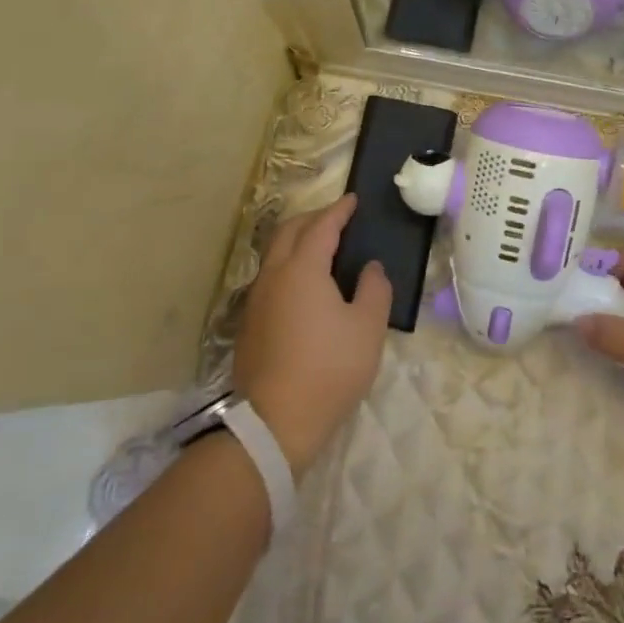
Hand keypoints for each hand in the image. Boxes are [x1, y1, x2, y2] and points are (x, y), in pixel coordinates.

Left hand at [233, 195, 391, 475]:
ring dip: (297, 241)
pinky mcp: (249, 324)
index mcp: (303, 269)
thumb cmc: (329, 369)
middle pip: (289, 232)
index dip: (339, 210)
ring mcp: (256, 300)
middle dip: (313, 218)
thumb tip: (370, 268)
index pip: (321, 227)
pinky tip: (304, 284)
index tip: (353, 200)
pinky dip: (289, 265)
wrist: (274, 423)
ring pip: (275, 254)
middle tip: (337, 218)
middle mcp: (273, 276)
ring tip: (321, 247)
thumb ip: (374, 289)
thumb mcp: (367, 328)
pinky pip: (270, 277)